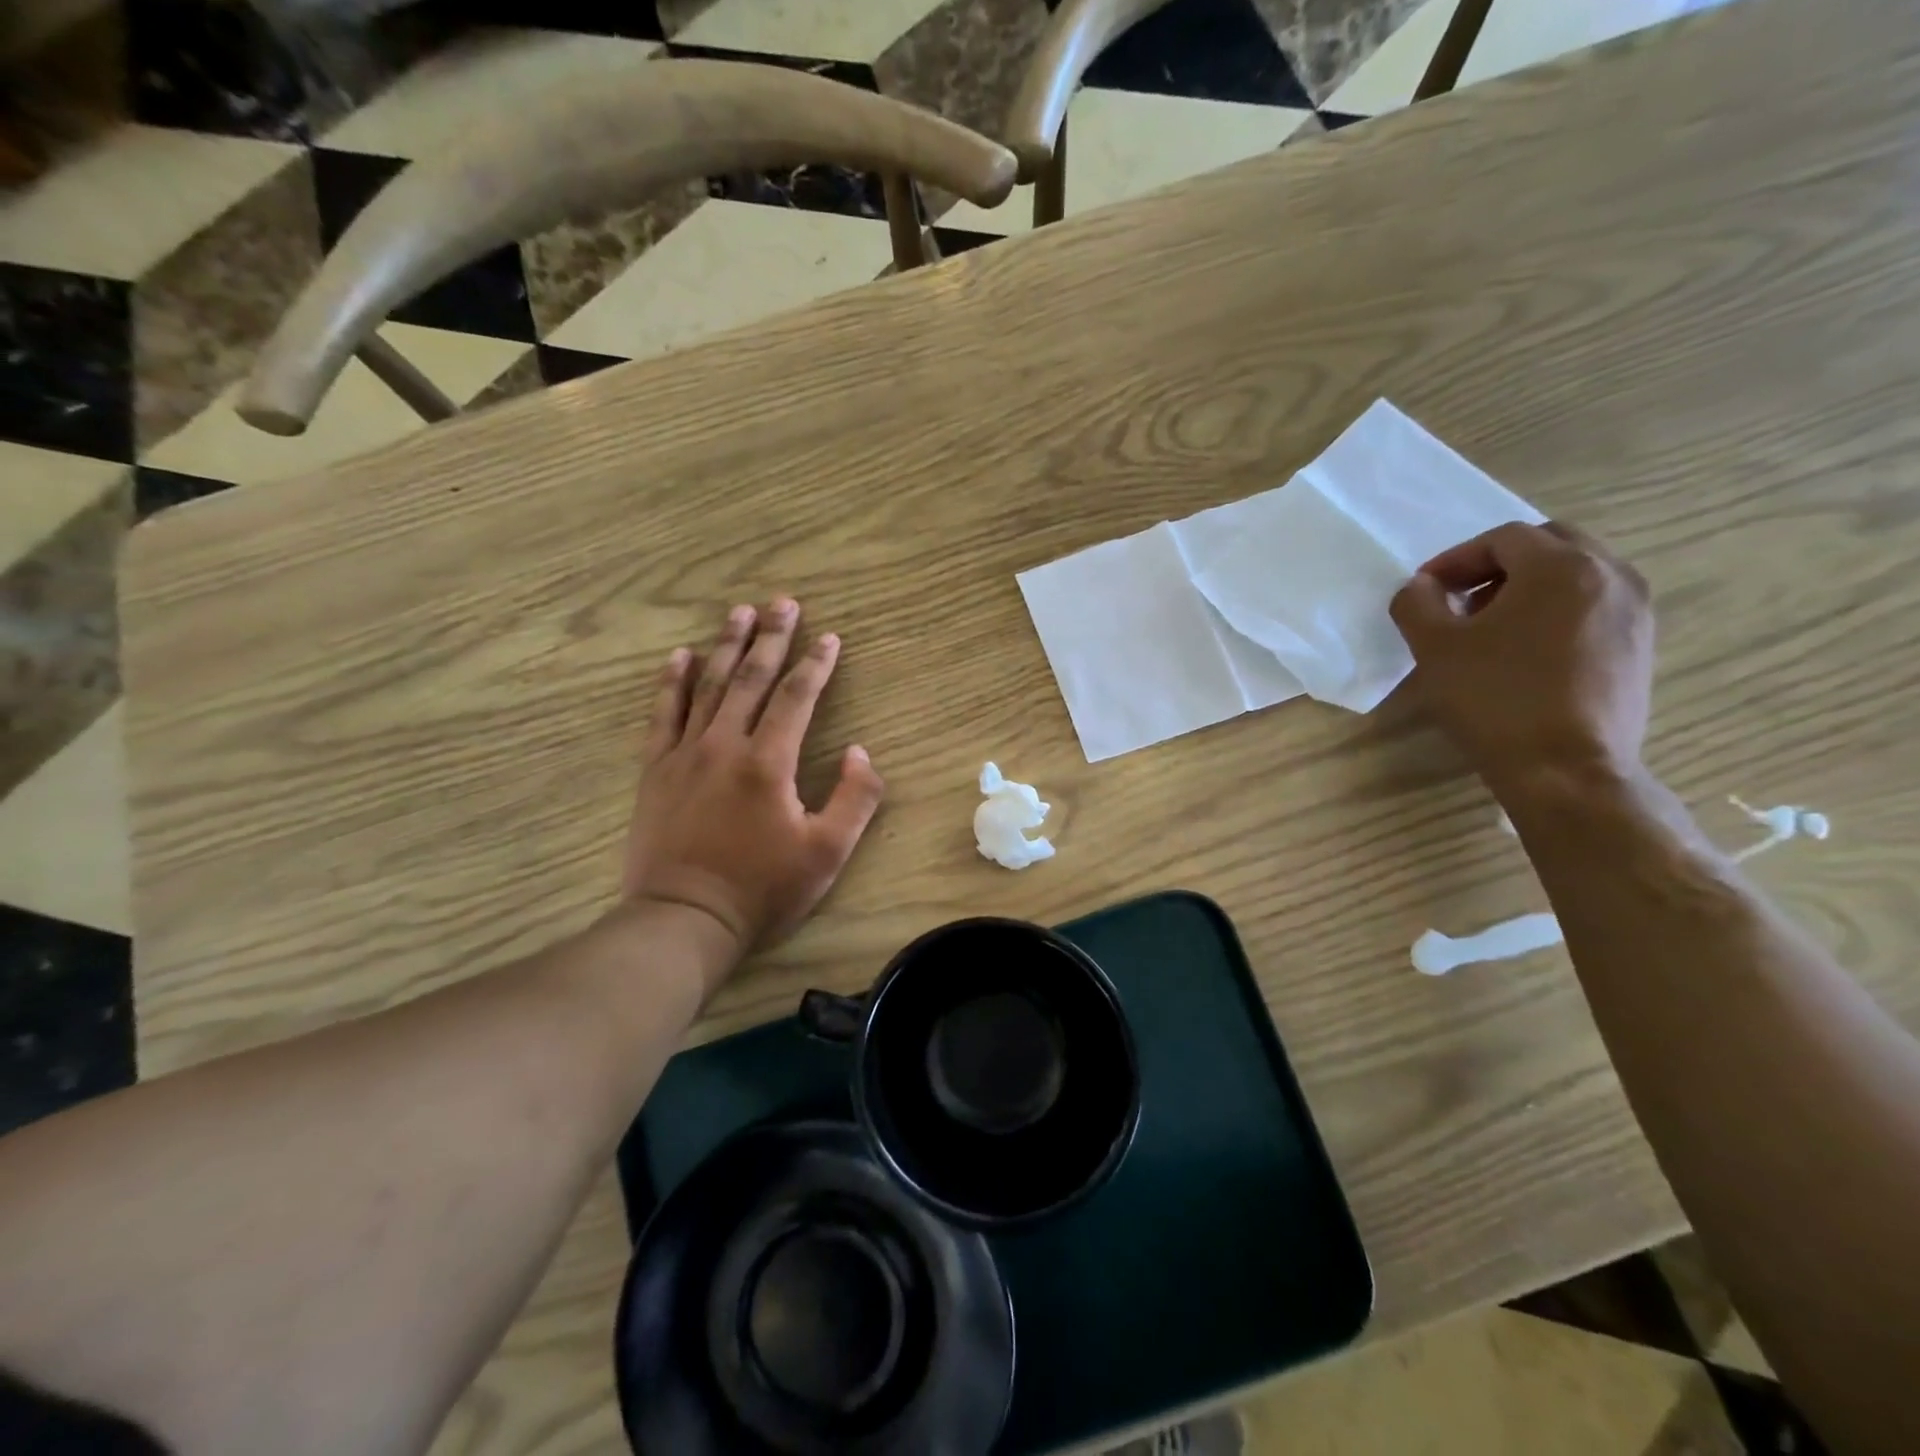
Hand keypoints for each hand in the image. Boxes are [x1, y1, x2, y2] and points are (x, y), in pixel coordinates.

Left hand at [622, 599, 884, 970]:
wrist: (684, 920)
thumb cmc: (762, 890)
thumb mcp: (827, 853)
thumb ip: (854, 798)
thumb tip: (860, 753)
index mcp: (768, 763)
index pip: (795, 698)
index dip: (815, 665)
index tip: (829, 637)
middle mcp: (724, 746)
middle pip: (750, 678)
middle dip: (771, 638)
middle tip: (783, 603)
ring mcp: (684, 755)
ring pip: (708, 687)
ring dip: (726, 646)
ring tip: (738, 612)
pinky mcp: (655, 771)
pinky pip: (662, 714)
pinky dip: (671, 682)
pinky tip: (678, 657)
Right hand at [1389, 521, 1653, 792]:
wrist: (1566, 770)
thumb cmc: (1496, 699)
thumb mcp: (1434, 648)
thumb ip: (1417, 603)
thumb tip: (1421, 587)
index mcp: (1561, 567)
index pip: (1503, 539)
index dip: (1455, 559)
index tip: (1425, 590)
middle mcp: (1611, 575)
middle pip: (1549, 545)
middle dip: (1497, 565)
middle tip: (1460, 599)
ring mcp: (1635, 611)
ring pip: (1576, 574)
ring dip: (1528, 586)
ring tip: (1490, 627)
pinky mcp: (1640, 645)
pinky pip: (1593, 605)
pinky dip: (1556, 610)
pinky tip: (1525, 651)